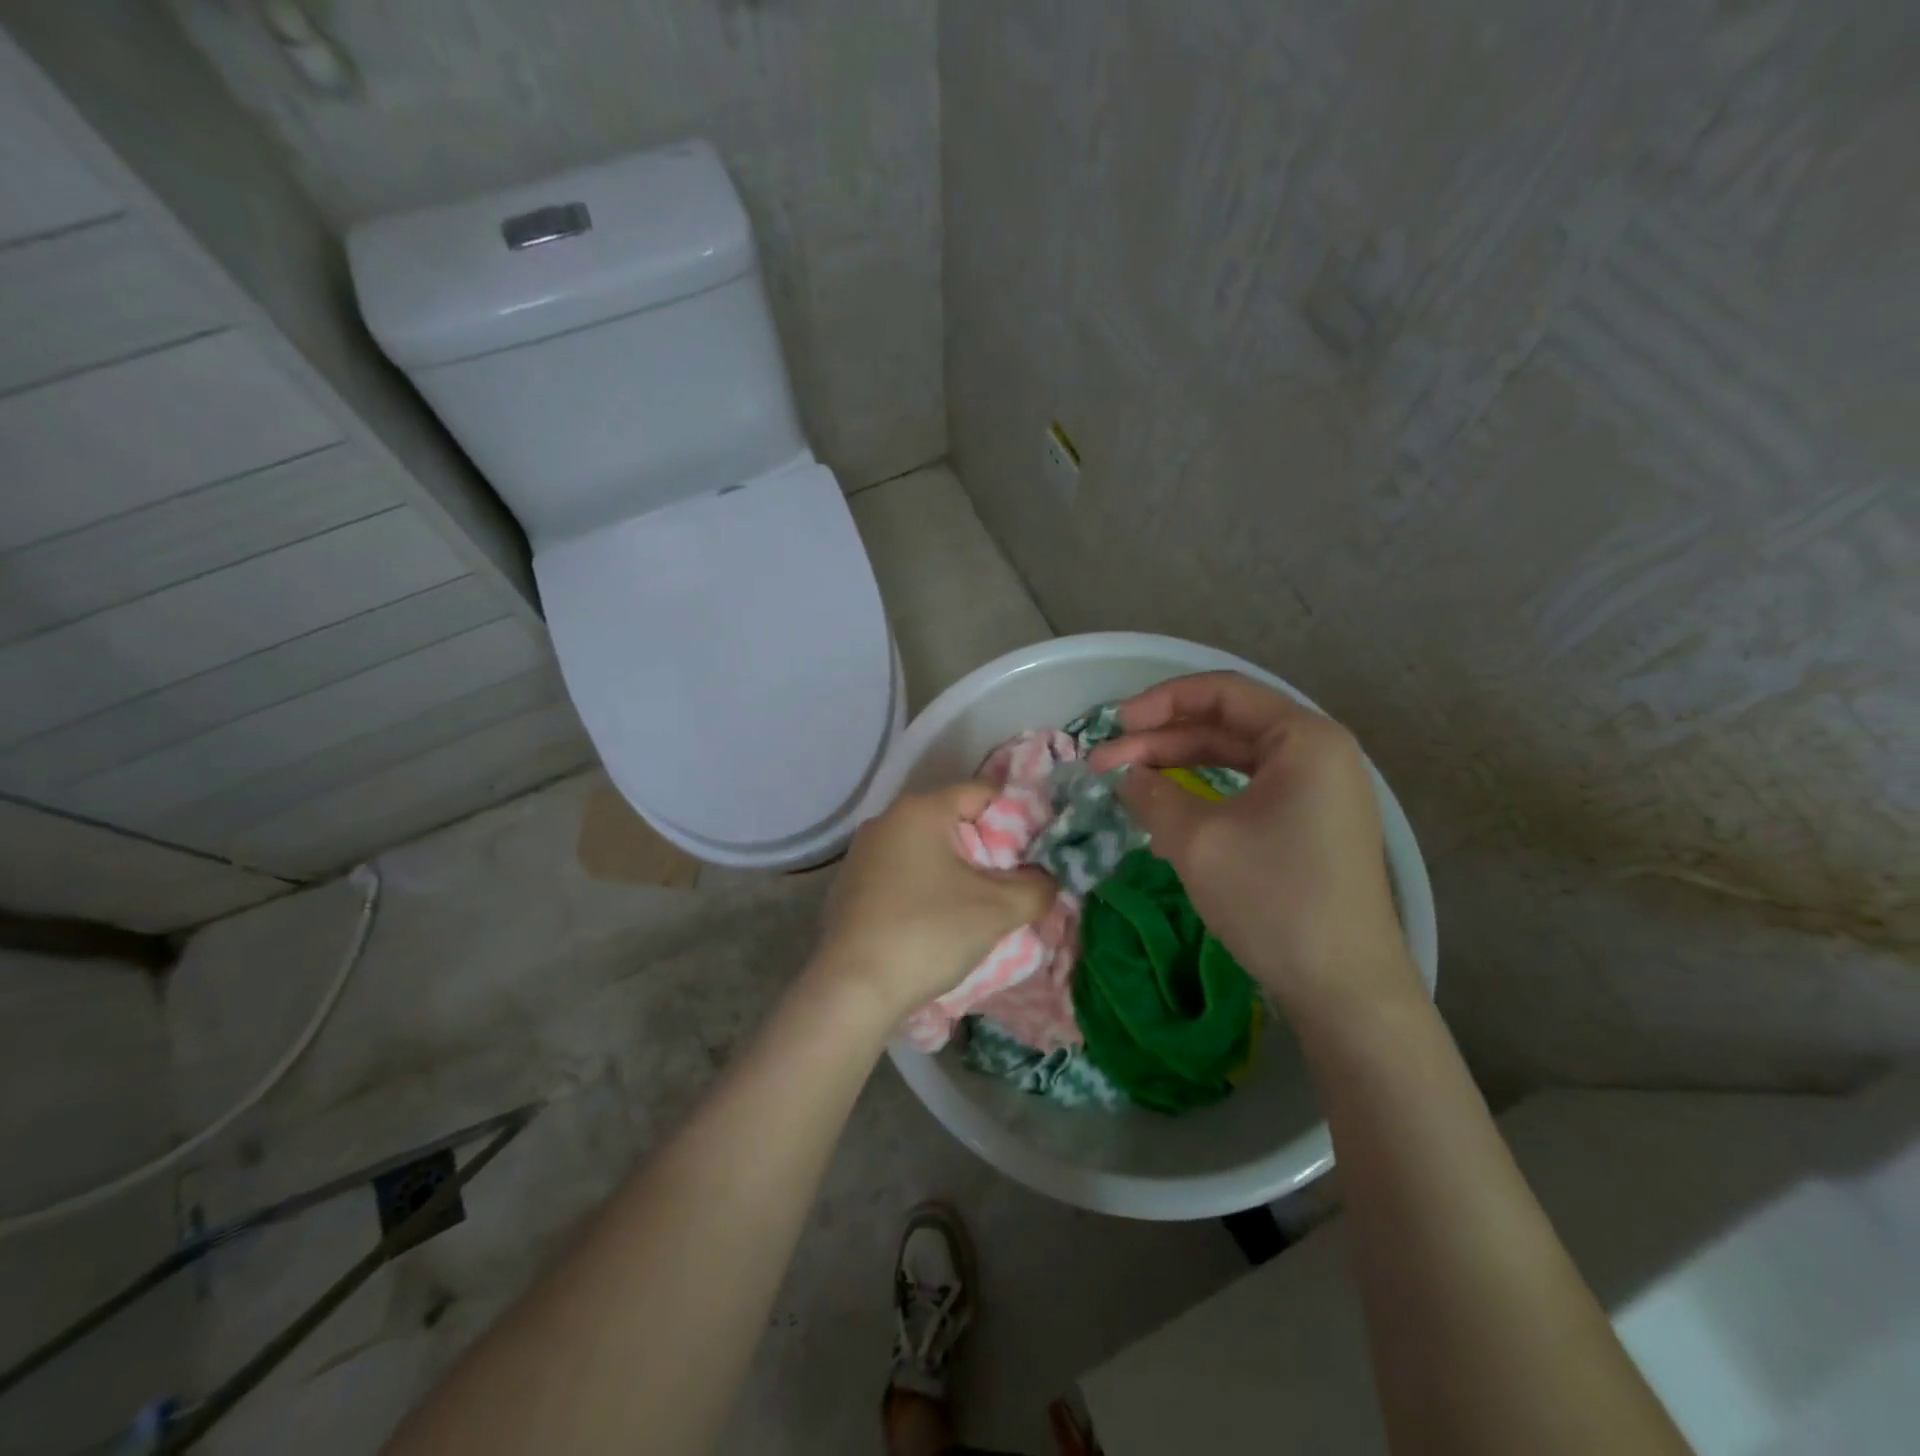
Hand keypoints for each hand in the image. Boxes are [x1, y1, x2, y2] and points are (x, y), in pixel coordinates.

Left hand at [813, 784, 1055, 1022]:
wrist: (853, 989)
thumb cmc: (929, 933)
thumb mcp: (997, 910)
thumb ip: (1036, 887)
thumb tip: (1048, 879)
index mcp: (920, 810)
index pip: (982, 793)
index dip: (1017, 816)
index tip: (1037, 850)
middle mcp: (886, 821)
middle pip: (954, 822)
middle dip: (988, 849)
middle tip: (1014, 882)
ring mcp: (862, 854)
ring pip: (927, 851)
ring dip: (956, 872)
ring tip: (980, 906)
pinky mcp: (850, 887)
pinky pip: (902, 874)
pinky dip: (925, 888)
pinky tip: (935, 922)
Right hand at [1087, 672, 1420, 1023]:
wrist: (1345, 990)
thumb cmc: (1273, 898)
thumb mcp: (1197, 840)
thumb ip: (1151, 794)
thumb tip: (1127, 777)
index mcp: (1303, 738)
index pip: (1221, 692)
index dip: (1160, 702)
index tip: (1113, 726)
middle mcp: (1318, 754)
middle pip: (1226, 726)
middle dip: (1161, 741)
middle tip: (1105, 765)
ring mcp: (1318, 793)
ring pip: (1234, 761)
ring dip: (1178, 769)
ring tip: (1129, 788)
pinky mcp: (1311, 828)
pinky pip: (1248, 793)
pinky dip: (1204, 797)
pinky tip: (1167, 820)